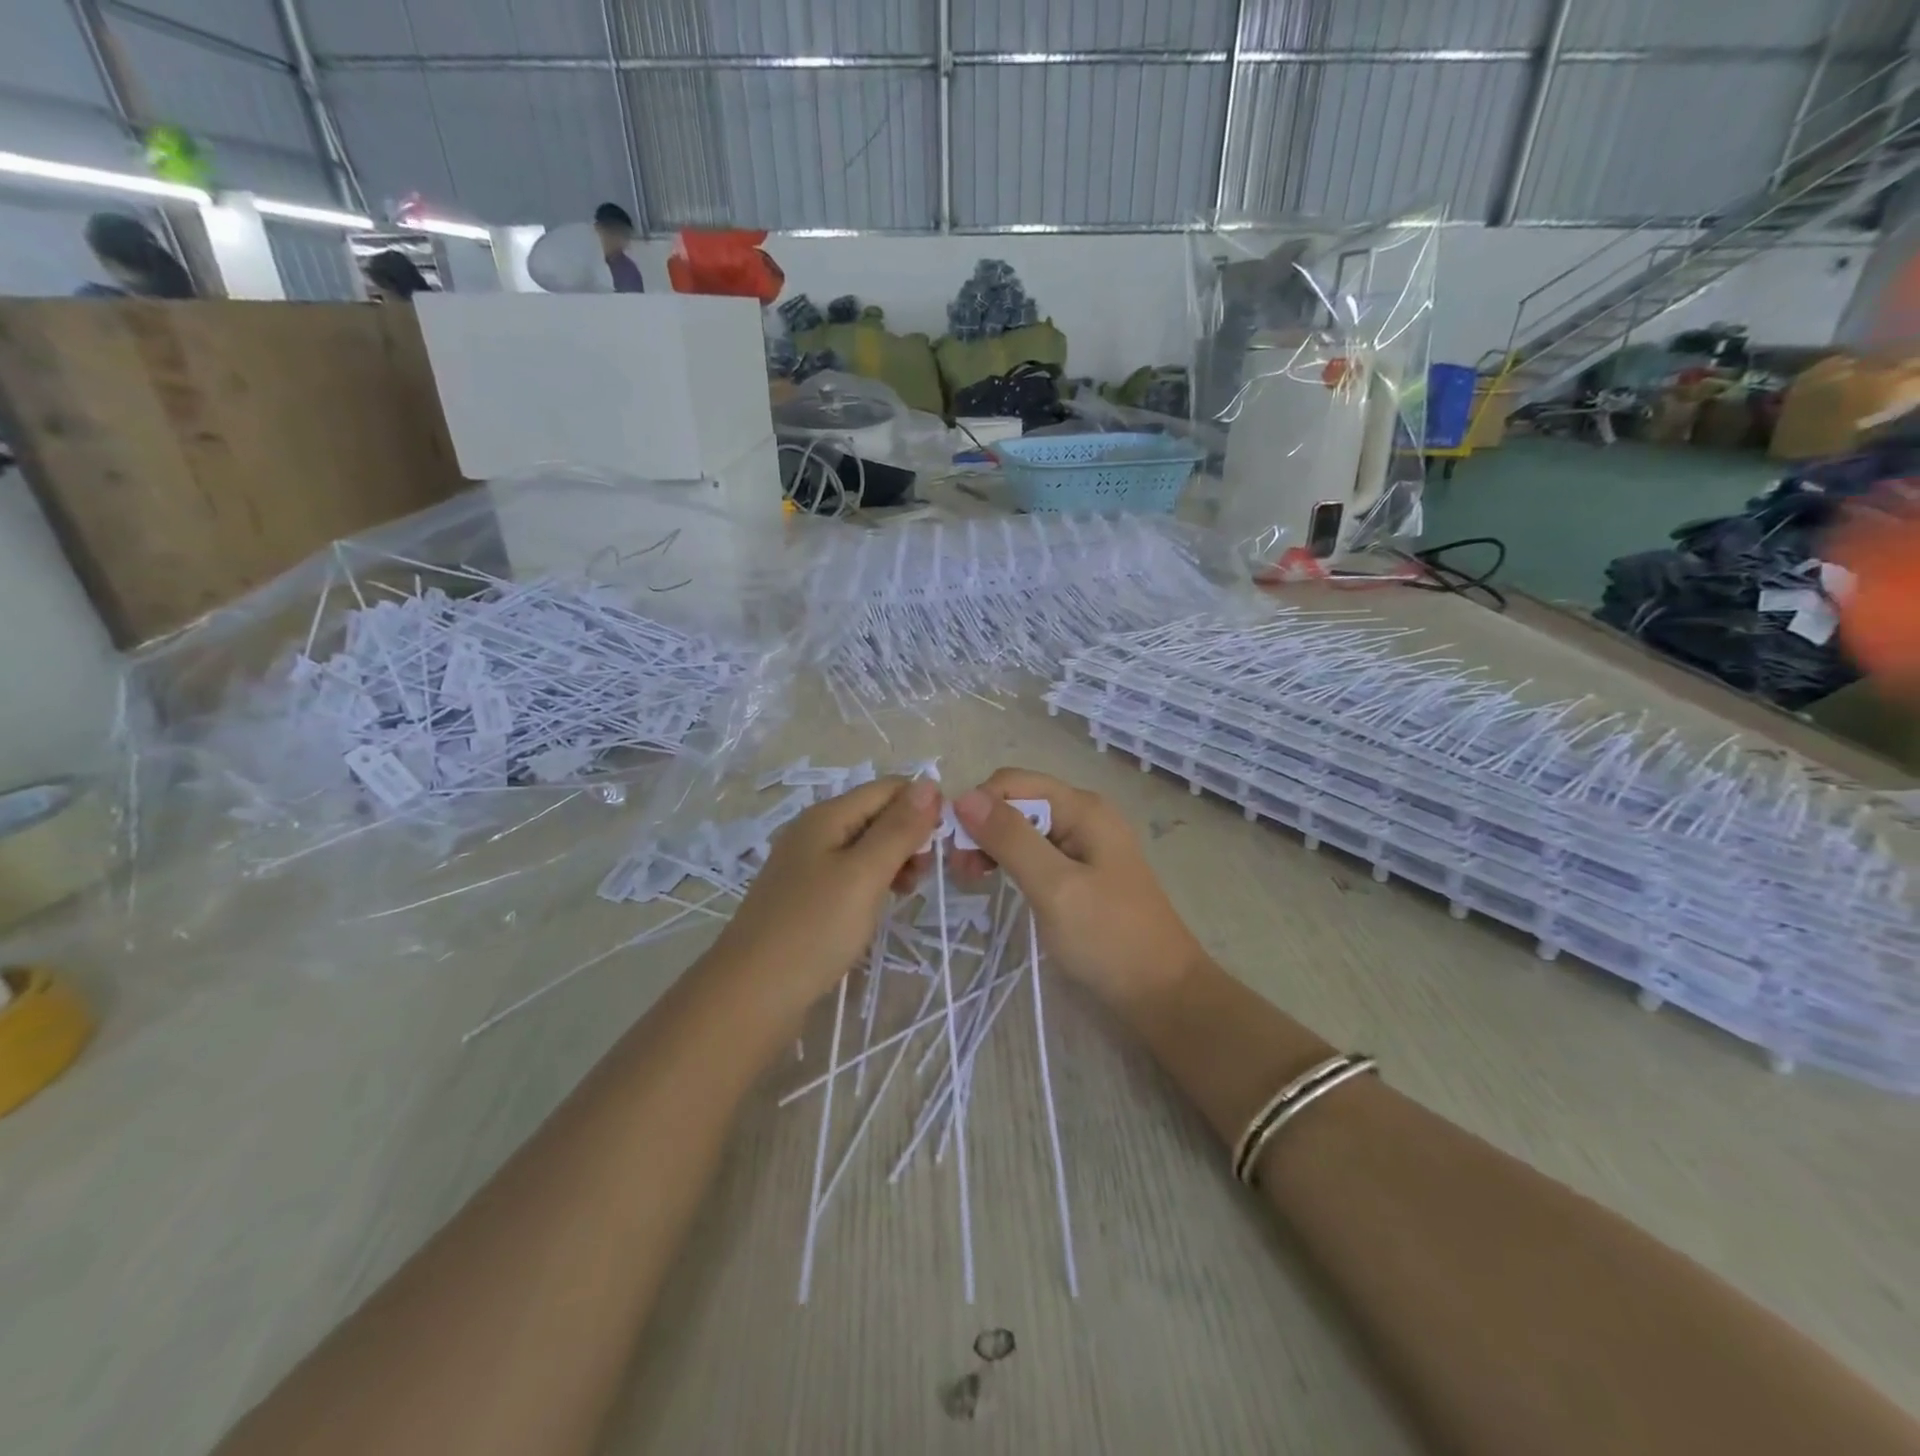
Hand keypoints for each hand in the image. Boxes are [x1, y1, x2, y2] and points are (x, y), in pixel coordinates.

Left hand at [706, 777, 941, 1019]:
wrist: (751, 996)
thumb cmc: (814, 929)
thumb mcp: (865, 874)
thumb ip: (899, 828)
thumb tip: (930, 782)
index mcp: (827, 816)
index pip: (888, 788)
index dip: (922, 806)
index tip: (945, 843)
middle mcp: (815, 832)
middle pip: (876, 815)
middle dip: (909, 836)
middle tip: (926, 874)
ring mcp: (807, 866)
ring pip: (866, 847)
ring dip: (895, 861)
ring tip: (909, 892)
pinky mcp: (807, 897)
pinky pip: (851, 875)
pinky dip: (874, 883)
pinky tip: (882, 905)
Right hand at [950, 768, 1208, 1009]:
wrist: (1162, 993)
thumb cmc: (1108, 939)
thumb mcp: (1054, 886)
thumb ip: (1011, 839)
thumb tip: (964, 796)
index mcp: (1082, 808)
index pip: (1012, 782)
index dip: (978, 805)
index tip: (954, 847)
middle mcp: (1083, 815)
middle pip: (1017, 801)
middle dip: (982, 826)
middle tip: (960, 871)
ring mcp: (1083, 843)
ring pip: (1023, 827)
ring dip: (992, 845)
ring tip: (972, 879)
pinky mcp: (1080, 871)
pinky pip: (1036, 851)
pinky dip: (1011, 861)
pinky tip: (997, 882)